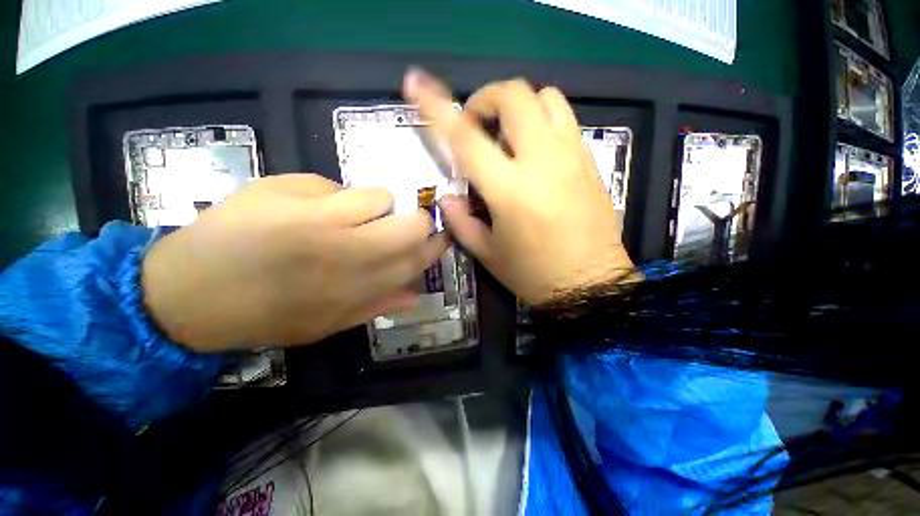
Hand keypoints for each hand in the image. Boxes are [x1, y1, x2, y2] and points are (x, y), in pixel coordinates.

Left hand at [142, 174, 447, 351]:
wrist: (189, 295)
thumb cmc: (266, 316)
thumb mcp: (329, 324)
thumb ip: (377, 307)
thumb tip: (416, 294)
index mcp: (361, 289)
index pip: (417, 260)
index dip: (436, 246)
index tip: (443, 236)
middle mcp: (351, 255)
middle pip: (412, 224)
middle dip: (419, 221)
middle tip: (405, 223)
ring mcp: (321, 222)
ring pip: (383, 198)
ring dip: (378, 207)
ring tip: (354, 216)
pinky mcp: (292, 196)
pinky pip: (345, 186)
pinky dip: (347, 196)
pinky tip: (324, 207)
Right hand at [403, 69, 634, 304]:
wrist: (591, 284)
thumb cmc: (533, 274)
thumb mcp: (488, 254)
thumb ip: (461, 221)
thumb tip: (447, 196)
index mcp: (510, 191)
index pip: (467, 139)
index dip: (438, 108)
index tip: (418, 84)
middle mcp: (543, 163)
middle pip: (516, 95)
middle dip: (487, 99)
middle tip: (478, 125)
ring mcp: (572, 158)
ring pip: (547, 97)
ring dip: (519, 106)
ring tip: (509, 134)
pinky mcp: (590, 162)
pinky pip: (566, 121)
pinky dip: (543, 121)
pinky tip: (535, 150)